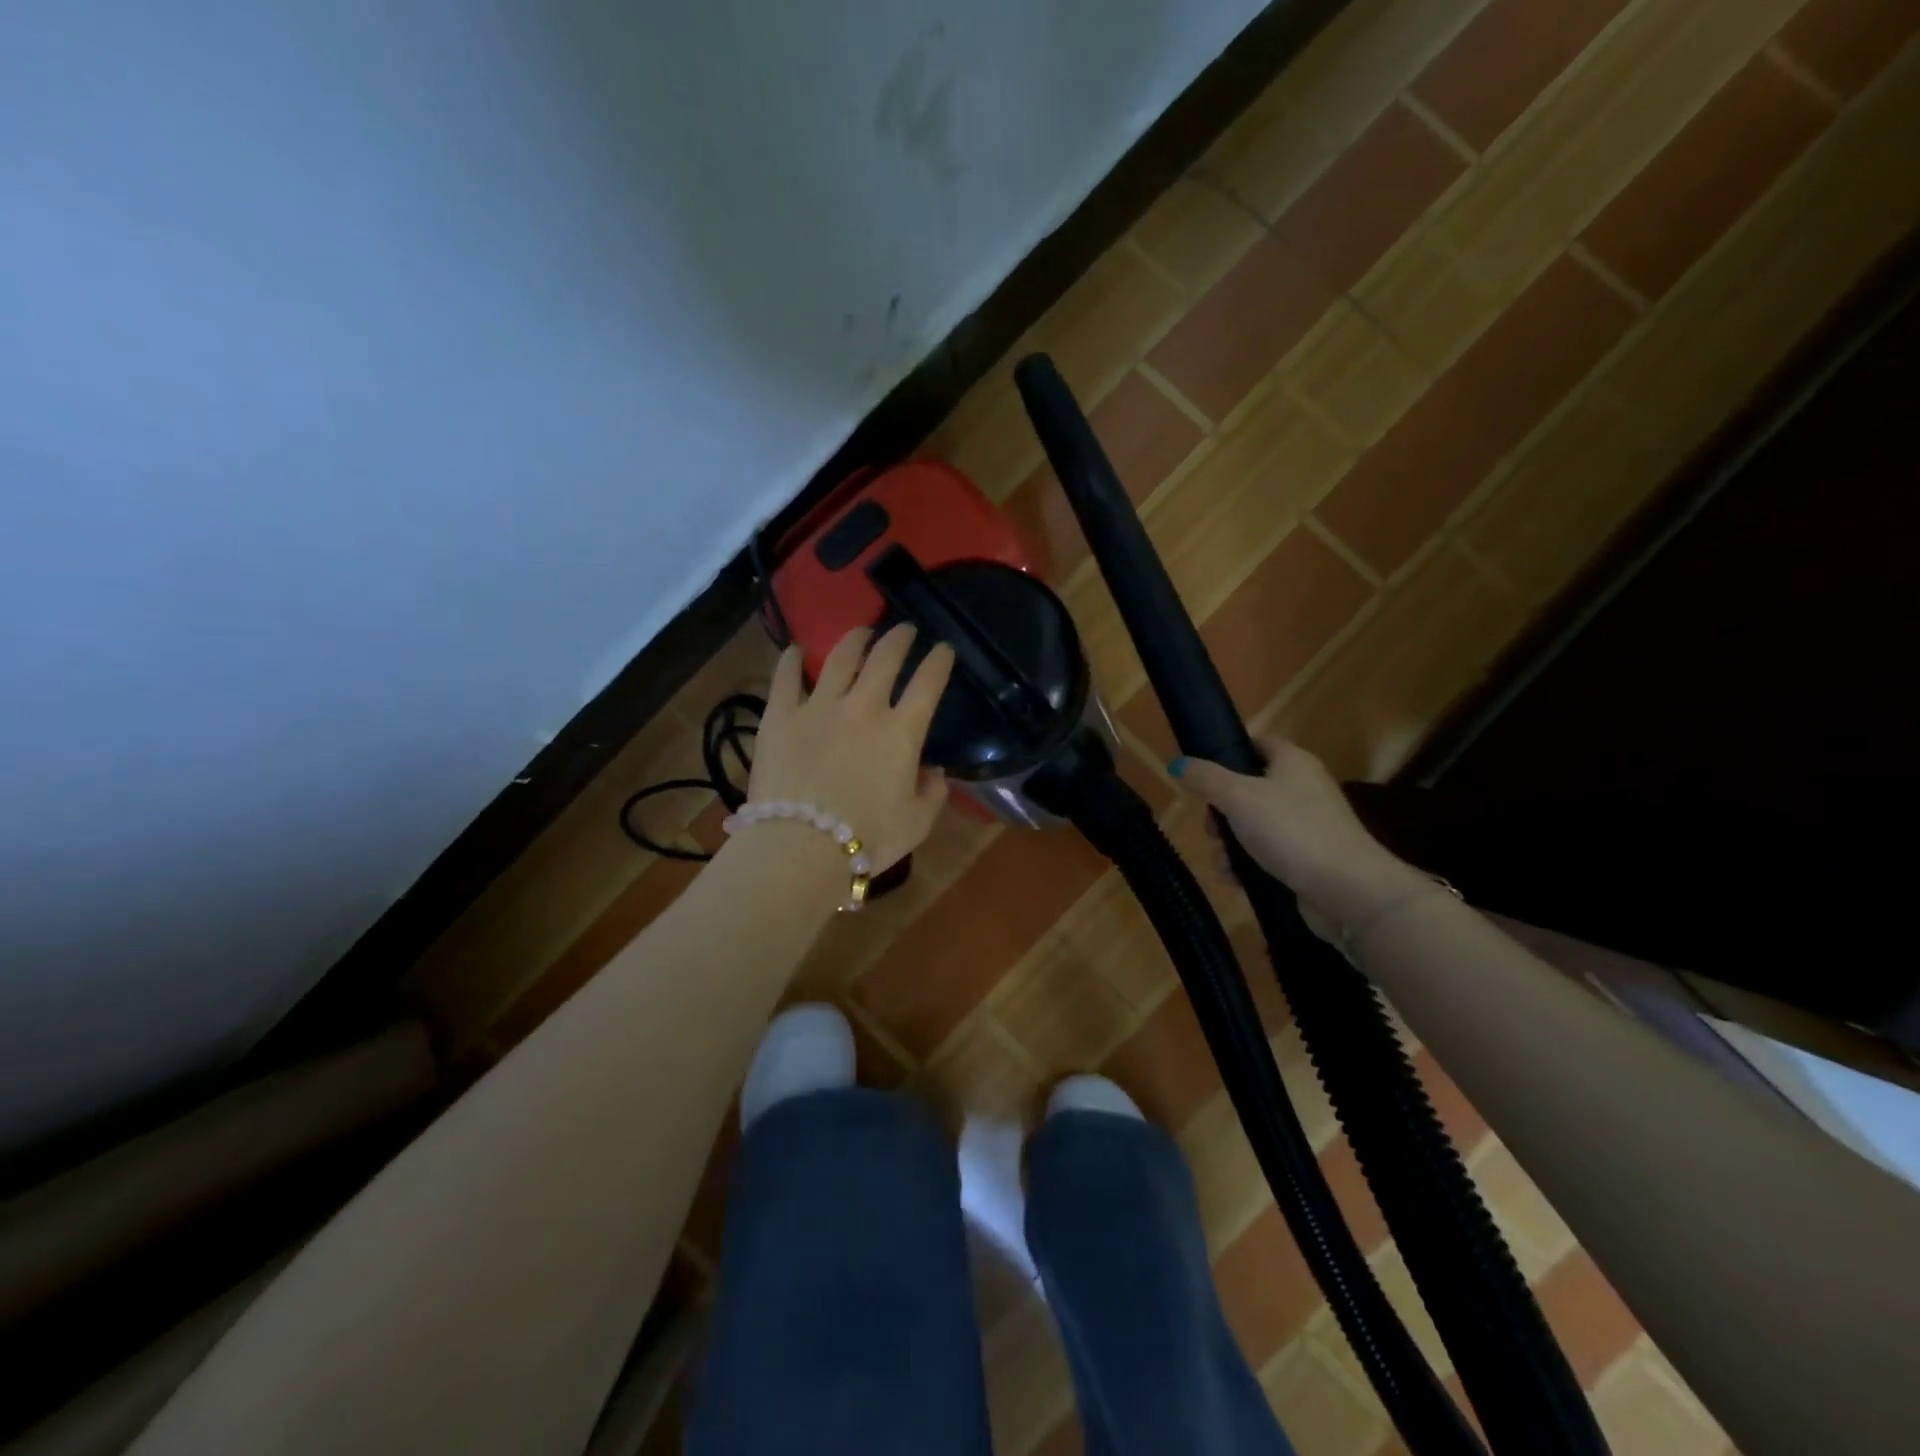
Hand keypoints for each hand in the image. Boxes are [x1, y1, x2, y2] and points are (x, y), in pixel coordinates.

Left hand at [746, 625, 954, 873]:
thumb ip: (932, 792)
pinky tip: (795, 650)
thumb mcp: (917, 823)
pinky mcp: (780, 716)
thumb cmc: (868, 839)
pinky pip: (786, 678)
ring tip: (862, 630)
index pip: (928, 684)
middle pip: (885, 658)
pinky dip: (791, 661)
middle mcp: (864, 707)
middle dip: (900, 638)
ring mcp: (819, 707)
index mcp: (902, 732)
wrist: (801, 848)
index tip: (944, 649)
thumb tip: (933, 771)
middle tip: (906, 630)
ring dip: (855, 639)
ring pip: (839, 658)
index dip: (939, 661)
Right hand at [1176, 738, 1423, 929]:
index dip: (1228, 754)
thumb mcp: (1238, 798)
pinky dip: (1248, 867)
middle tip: (1211, 830)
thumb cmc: (1291, 830)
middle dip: (1221, 813)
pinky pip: (1266, 856)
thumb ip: (1205, 779)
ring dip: (1230, 846)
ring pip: (1253, 827)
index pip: (1257, 744)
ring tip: (1223, 865)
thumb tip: (1177, 763)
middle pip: (1248, 790)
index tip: (1201, 774)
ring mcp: (1306, 827)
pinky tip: (1236, 882)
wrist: (1347, 890)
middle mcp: (1302, 789)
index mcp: (1293, 763)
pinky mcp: (1306, 860)